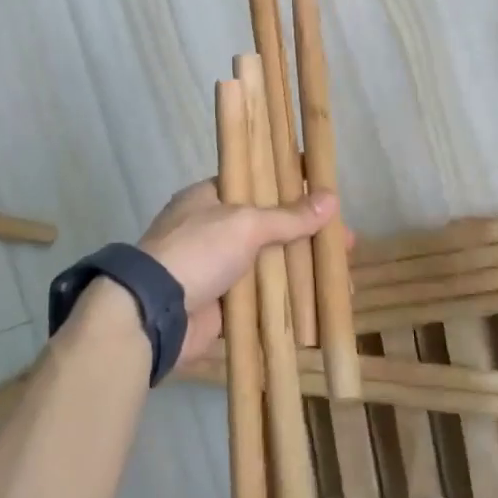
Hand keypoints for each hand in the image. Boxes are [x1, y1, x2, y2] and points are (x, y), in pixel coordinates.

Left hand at [138, 180, 338, 362]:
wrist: (153, 314)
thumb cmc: (198, 251)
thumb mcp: (246, 224)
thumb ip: (288, 216)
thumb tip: (331, 200)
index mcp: (211, 198)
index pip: (259, 183)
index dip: (293, 186)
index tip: (326, 192)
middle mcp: (214, 229)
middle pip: (270, 227)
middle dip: (307, 235)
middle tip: (344, 243)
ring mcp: (217, 268)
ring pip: (269, 264)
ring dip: (302, 270)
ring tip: (340, 278)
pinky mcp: (222, 304)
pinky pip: (262, 299)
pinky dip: (288, 302)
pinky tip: (319, 305)